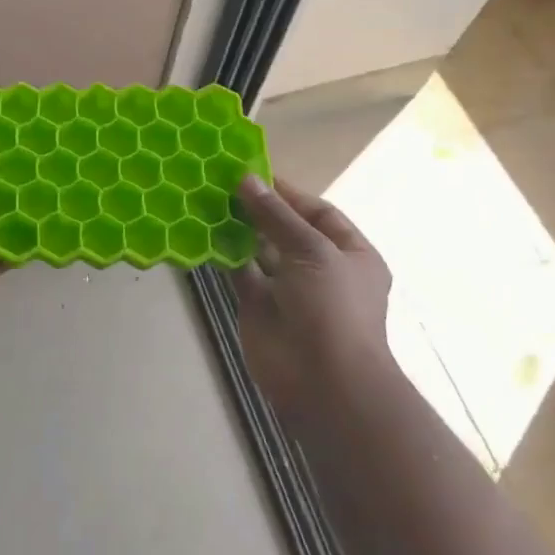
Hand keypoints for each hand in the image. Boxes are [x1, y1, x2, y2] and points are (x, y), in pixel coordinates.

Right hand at [229, 174, 394, 424]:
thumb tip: (246, 179)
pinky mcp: (259, 307)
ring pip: (261, 250)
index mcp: (351, 254)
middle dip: (259, 208)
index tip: (253, 172)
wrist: (323, 382)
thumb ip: (275, 215)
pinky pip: (241, 273)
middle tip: (223, 183)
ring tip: (209, 201)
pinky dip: (225, 254)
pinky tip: (204, 232)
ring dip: (239, 228)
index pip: (319, 213)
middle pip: (287, 229)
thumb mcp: (311, 250)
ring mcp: (288, 290)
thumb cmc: (331, 308)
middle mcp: (321, 269)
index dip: (288, 193)